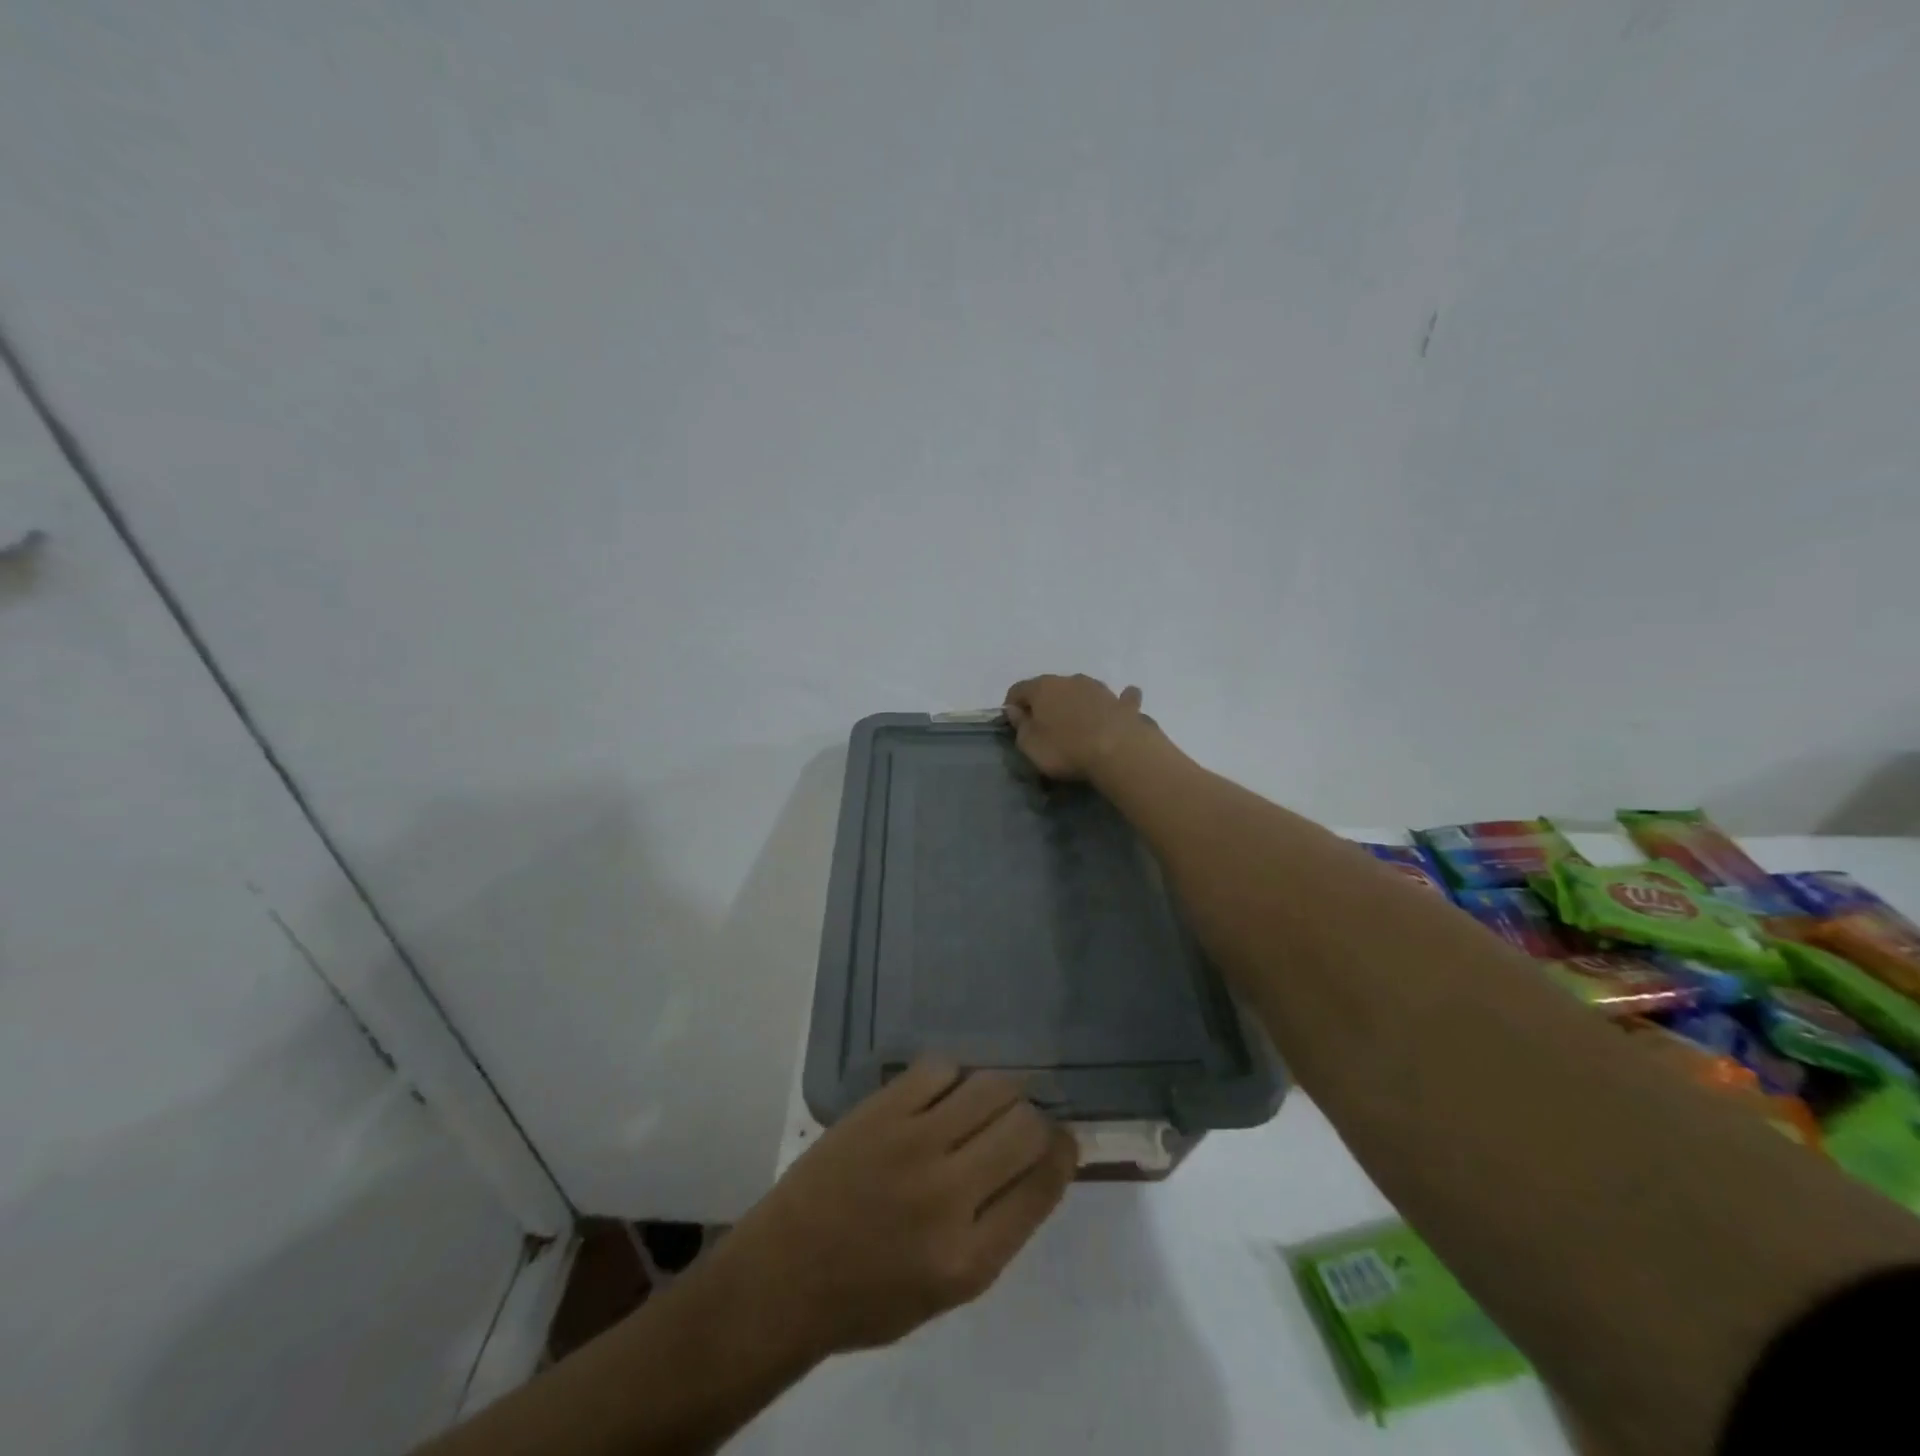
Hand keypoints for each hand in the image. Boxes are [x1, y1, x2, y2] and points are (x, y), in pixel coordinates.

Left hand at [713, 1061, 1076, 1361]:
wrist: (786, 1272)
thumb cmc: (870, 1295)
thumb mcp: (950, 1289)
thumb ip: (1001, 1226)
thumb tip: (1041, 1161)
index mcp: (970, 1259)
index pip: (1043, 1185)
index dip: (1063, 1153)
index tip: (1063, 1140)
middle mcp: (947, 1196)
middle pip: (1024, 1127)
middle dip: (1036, 1120)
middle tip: (1022, 1122)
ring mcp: (911, 1144)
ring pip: (989, 1087)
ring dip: (1001, 1091)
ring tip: (988, 1102)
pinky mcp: (881, 1110)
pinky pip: (939, 1068)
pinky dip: (953, 1076)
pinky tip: (943, 1092)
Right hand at [1003, 674, 1149, 780]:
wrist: (1118, 751)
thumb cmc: (1065, 749)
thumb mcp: (1030, 745)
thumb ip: (1020, 726)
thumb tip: (1015, 710)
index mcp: (1043, 688)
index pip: (1018, 689)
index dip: (1011, 705)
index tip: (1012, 723)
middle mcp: (1071, 680)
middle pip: (1051, 688)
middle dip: (1045, 703)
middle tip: (1044, 727)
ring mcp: (1100, 689)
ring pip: (1082, 691)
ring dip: (1077, 702)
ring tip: (1077, 723)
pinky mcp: (1123, 703)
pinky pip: (1119, 698)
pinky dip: (1116, 702)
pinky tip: (1119, 705)